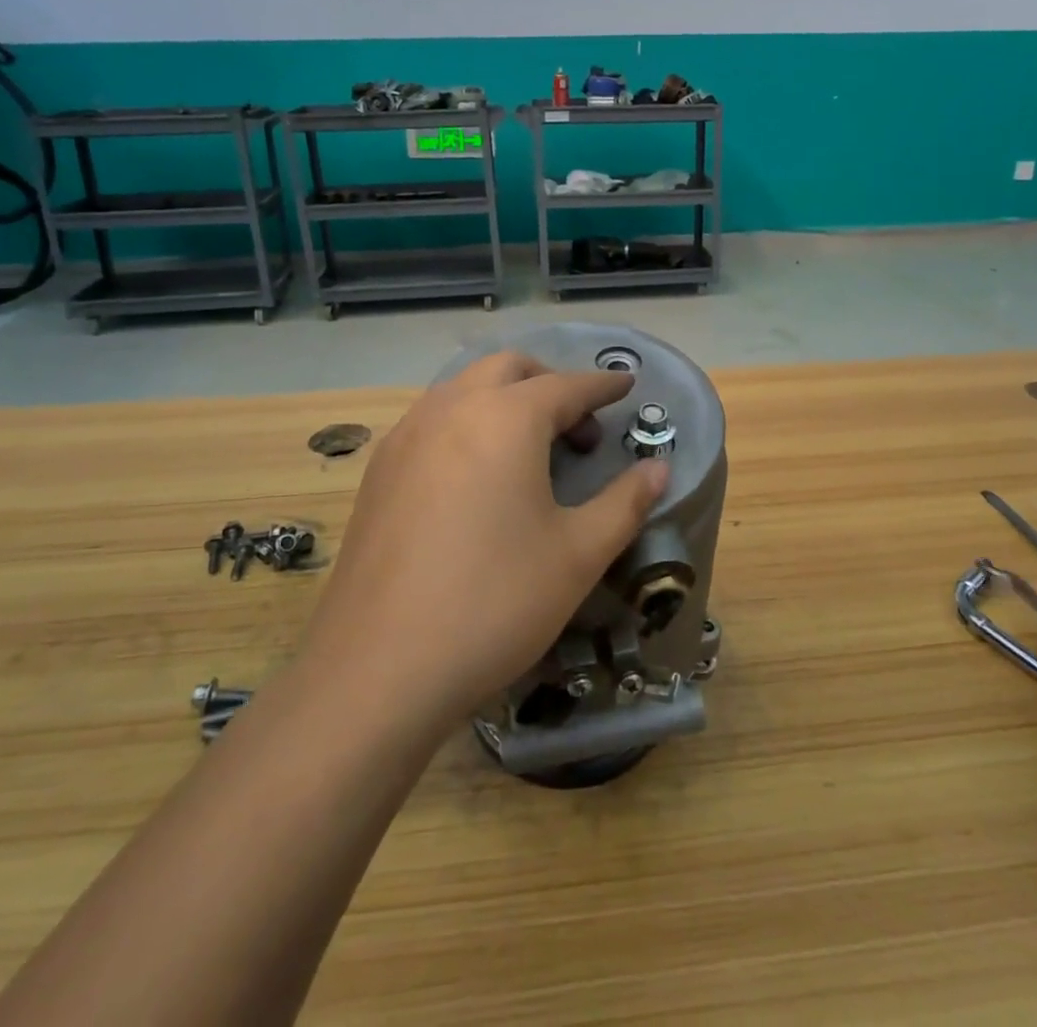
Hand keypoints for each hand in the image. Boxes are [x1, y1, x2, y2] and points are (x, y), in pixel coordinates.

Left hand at [301, 352, 668, 727]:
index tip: (626, 385)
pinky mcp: (379, 470)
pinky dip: (466, 422)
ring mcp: (406, 436)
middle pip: (508, 369)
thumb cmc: (494, 602)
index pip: (566, 385)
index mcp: (505, 419)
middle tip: (578, 424)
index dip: (602, 385)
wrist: (378, 668)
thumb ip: (625, 502)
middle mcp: (451, 409)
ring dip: (503, 398)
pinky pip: (432, 419)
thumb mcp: (578, 554)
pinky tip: (475, 474)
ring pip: (463, 388)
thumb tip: (658, 469)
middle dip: (549, 381)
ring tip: (528, 448)